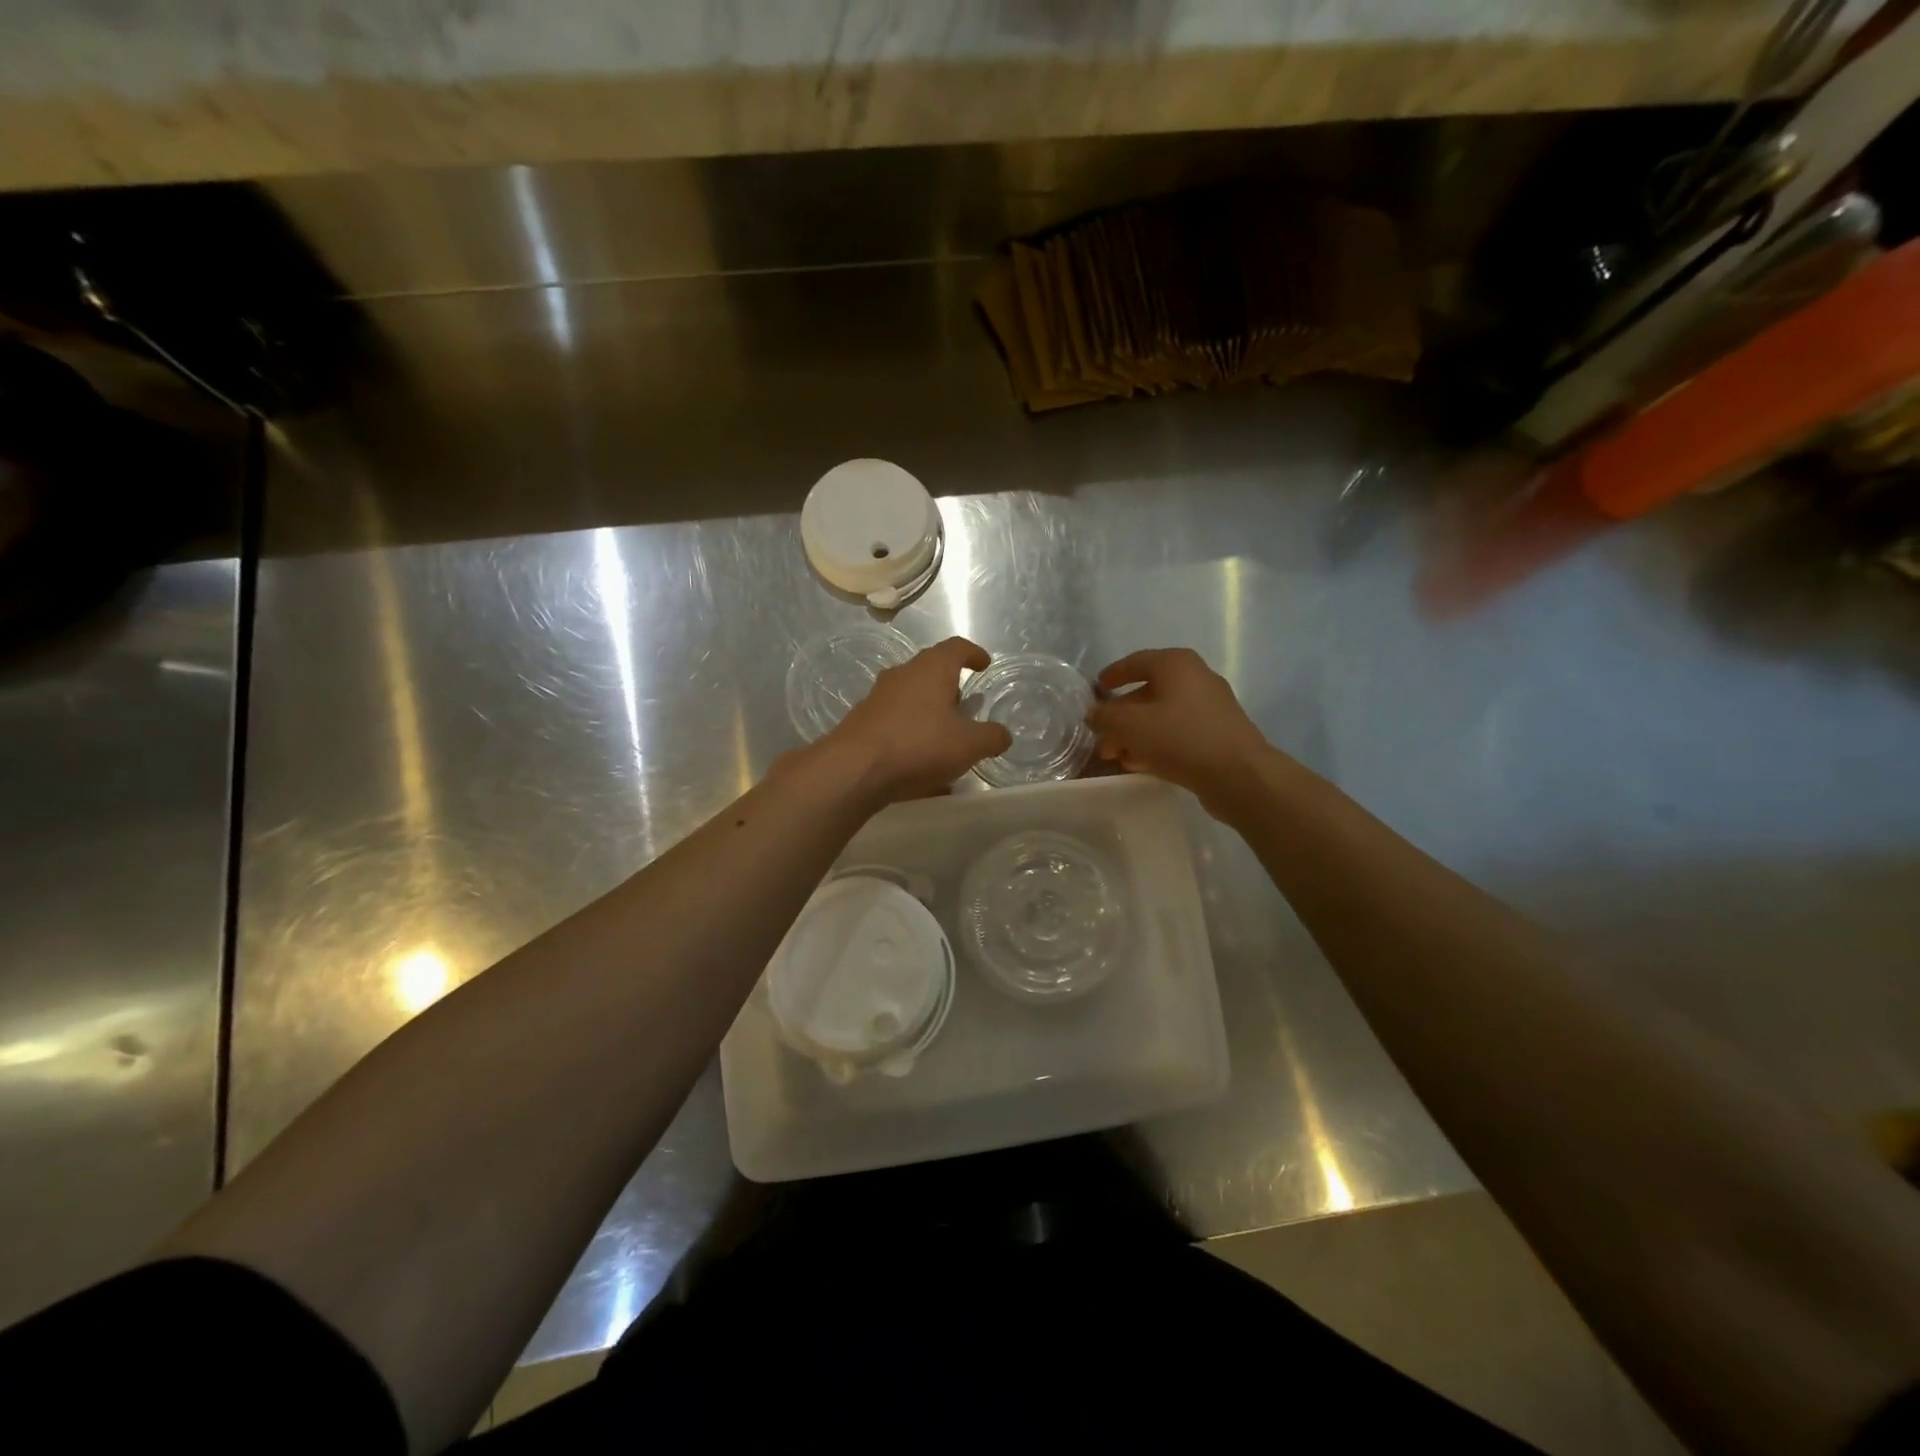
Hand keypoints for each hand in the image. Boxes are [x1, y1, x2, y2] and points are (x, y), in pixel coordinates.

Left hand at [821, 636, 1012, 803]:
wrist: (854, 769)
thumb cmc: (919, 745)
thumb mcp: (969, 745)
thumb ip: (992, 737)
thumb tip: (1002, 735)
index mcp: (932, 669)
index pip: (956, 647)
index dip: (973, 653)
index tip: (983, 664)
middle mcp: (903, 675)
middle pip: (930, 670)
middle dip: (949, 685)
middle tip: (965, 705)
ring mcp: (878, 697)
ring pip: (911, 697)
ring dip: (929, 711)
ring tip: (944, 737)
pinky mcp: (863, 722)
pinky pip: (895, 722)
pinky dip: (912, 735)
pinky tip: (920, 764)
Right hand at [1086, 648, 1274, 815]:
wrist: (1238, 775)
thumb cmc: (1181, 738)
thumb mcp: (1131, 726)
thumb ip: (1106, 717)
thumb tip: (1094, 714)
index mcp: (1176, 664)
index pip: (1136, 662)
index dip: (1113, 675)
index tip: (1096, 688)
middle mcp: (1195, 679)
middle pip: (1147, 693)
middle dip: (1121, 716)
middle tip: (1101, 737)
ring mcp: (1210, 707)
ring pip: (1162, 716)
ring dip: (1135, 734)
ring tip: (1115, 756)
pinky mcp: (1217, 734)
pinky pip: (1178, 733)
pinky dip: (1156, 744)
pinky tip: (1140, 764)